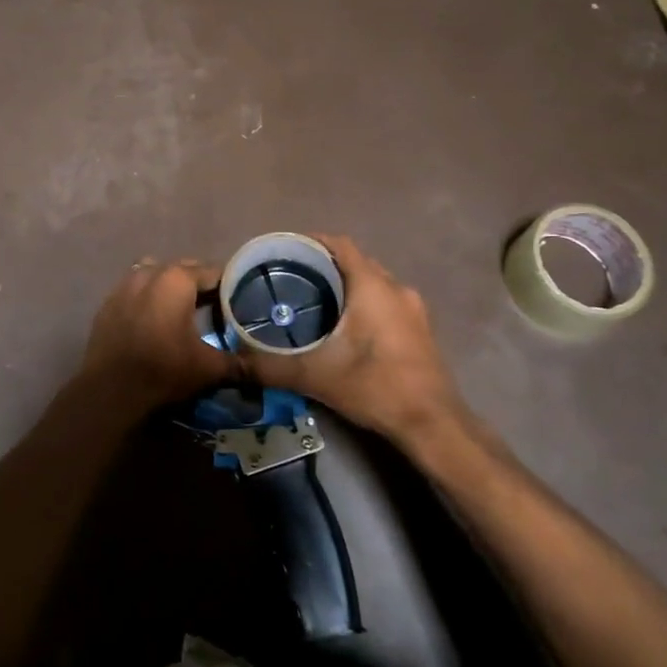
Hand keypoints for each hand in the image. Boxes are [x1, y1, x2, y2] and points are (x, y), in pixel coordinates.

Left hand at [73, 258, 228, 413]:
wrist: (110, 391)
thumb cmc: (163, 370)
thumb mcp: (208, 368)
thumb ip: (238, 363)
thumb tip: (259, 367)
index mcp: (177, 279)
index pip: (213, 272)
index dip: (229, 286)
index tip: (240, 301)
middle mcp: (150, 272)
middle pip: (184, 269)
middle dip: (200, 284)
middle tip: (217, 306)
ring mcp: (125, 285)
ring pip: (156, 274)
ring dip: (171, 286)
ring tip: (183, 308)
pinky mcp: (108, 302)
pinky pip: (135, 289)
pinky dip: (148, 297)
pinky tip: (154, 319)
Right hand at [239, 236, 467, 447]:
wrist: (433, 424)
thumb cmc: (375, 386)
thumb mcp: (315, 376)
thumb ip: (270, 366)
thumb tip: (234, 362)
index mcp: (372, 286)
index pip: (340, 245)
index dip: (312, 241)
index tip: (285, 251)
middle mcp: (395, 288)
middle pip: (356, 262)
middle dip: (326, 265)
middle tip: (292, 278)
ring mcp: (413, 309)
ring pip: (374, 283)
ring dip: (347, 286)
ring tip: (315, 300)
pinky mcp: (420, 330)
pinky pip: (386, 302)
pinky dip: (364, 304)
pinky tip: (345, 327)